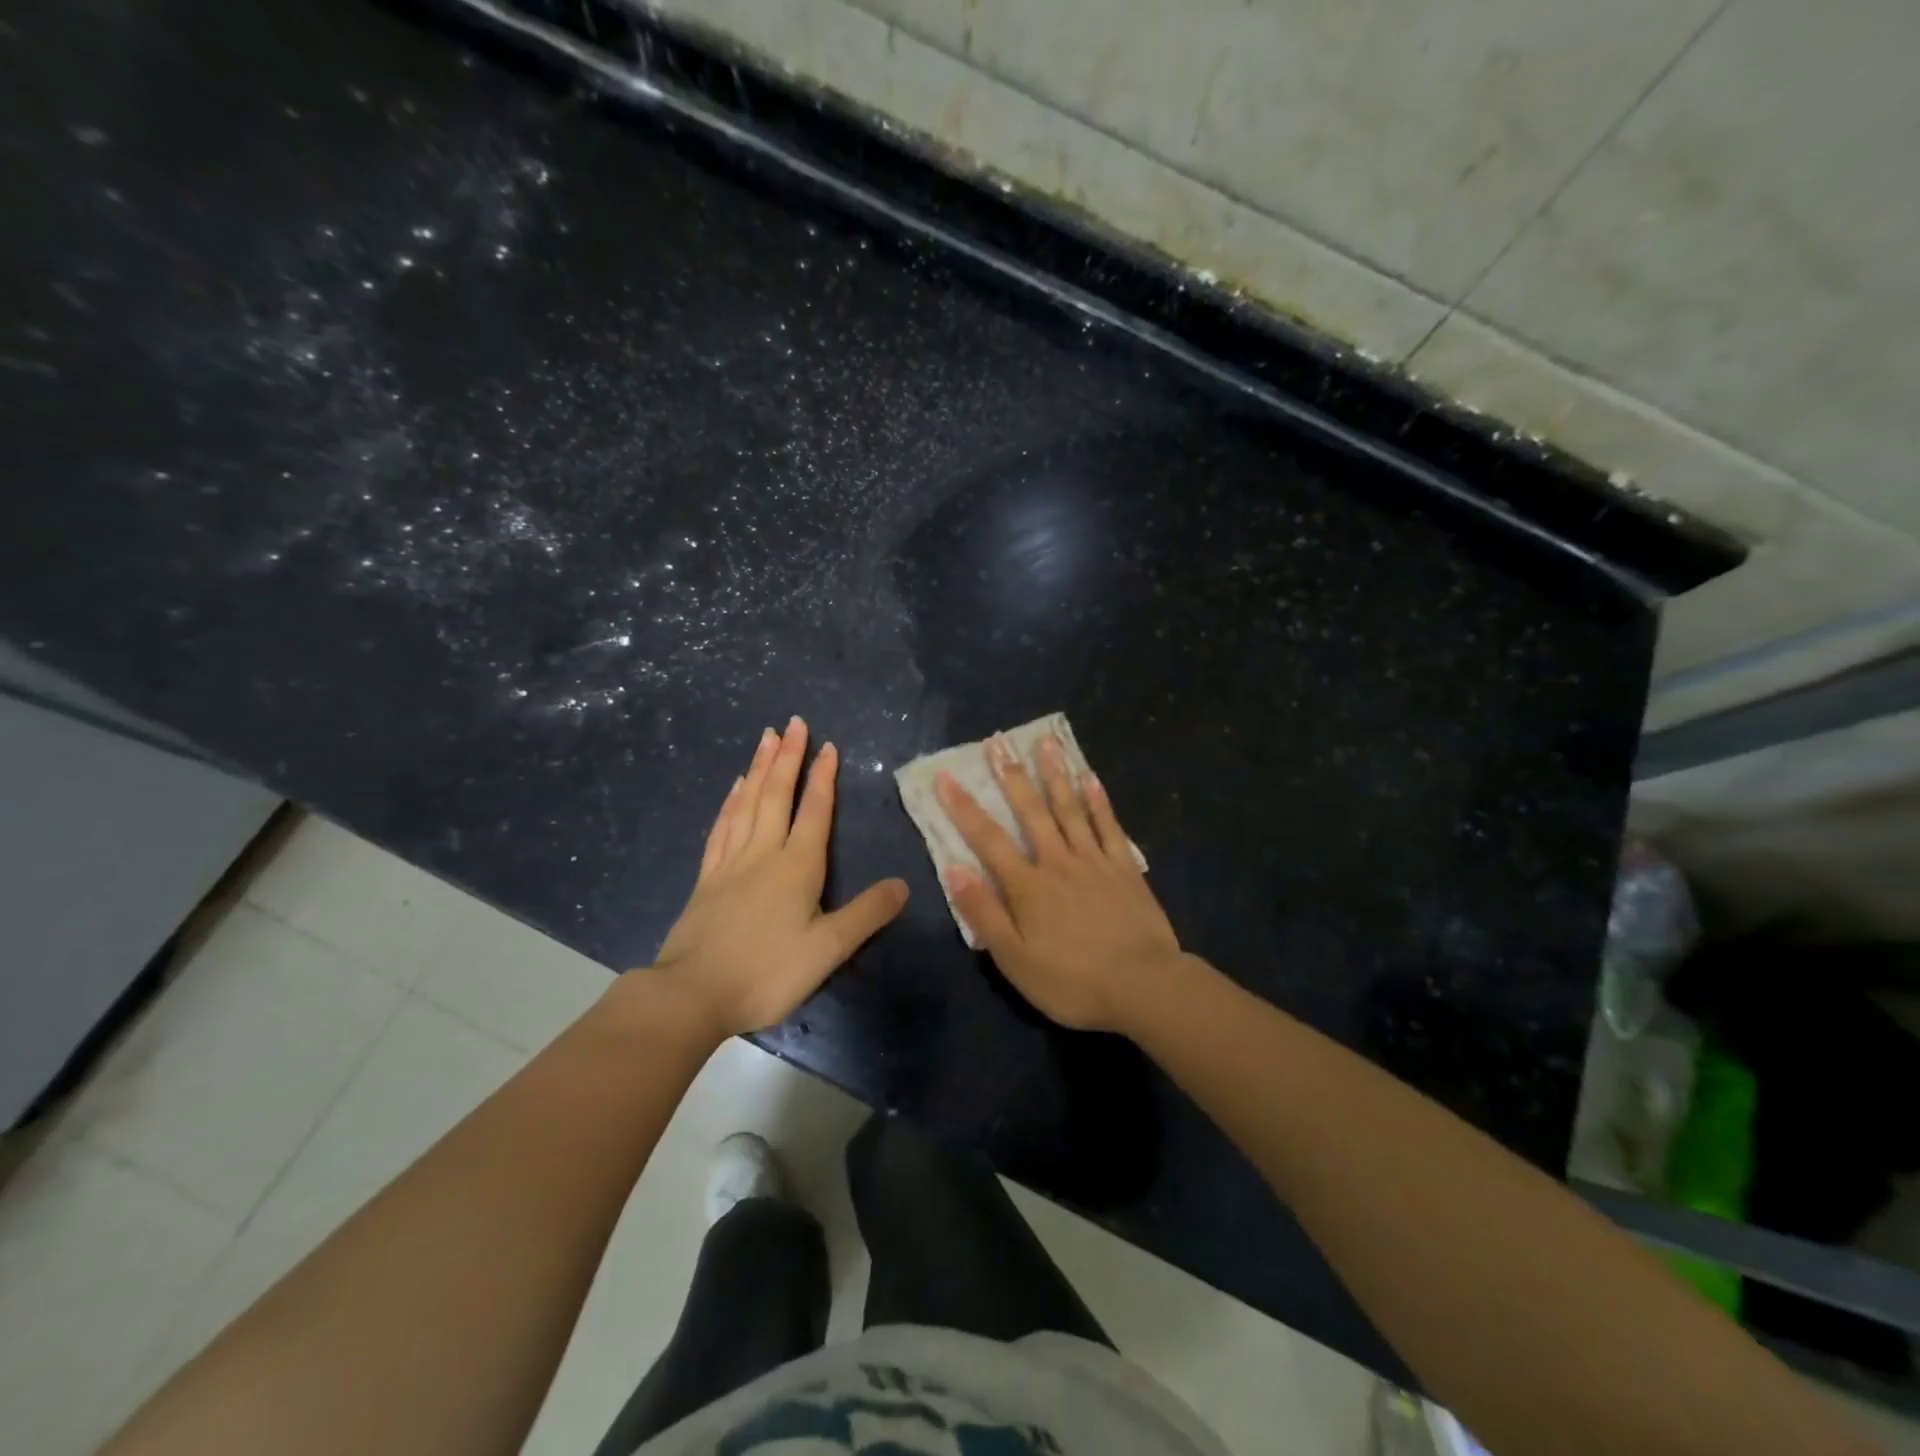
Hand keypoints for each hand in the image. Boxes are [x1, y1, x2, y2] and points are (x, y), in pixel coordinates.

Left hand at [651, 717, 908, 1038]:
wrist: (692, 994)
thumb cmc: (767, 972)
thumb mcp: (828, 949)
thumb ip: (867, 914)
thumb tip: (903, 884)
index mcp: (797, 866)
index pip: (814, 811)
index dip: (823, 777)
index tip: (827, 745)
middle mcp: (763, 853)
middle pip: (776, 795)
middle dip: (787, 757)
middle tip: (793, 722)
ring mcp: (730, 863)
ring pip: (747, 803)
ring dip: (759, 768)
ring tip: (765, 738)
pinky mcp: (707, 878)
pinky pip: (722, 827)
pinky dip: (731, 802)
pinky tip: (734, 788)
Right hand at [937, 733, 1184, 1033]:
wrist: (1144, 987)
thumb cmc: (1072, 981)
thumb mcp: (1015, 959)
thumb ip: (984, 913)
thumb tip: (954, 868)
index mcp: (1027, 886)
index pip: (987, 839)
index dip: (963, 807)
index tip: (945, 776)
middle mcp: (1058, 862)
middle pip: (1030, 811)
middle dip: (1010, 775)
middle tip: (998, 741)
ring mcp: (1094, 860)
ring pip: (1070, 809)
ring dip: (1054, 774)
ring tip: (1045, 742)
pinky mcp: (1125, 867)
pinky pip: (1109, 826)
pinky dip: (1098, 800)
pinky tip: (1090, 777)